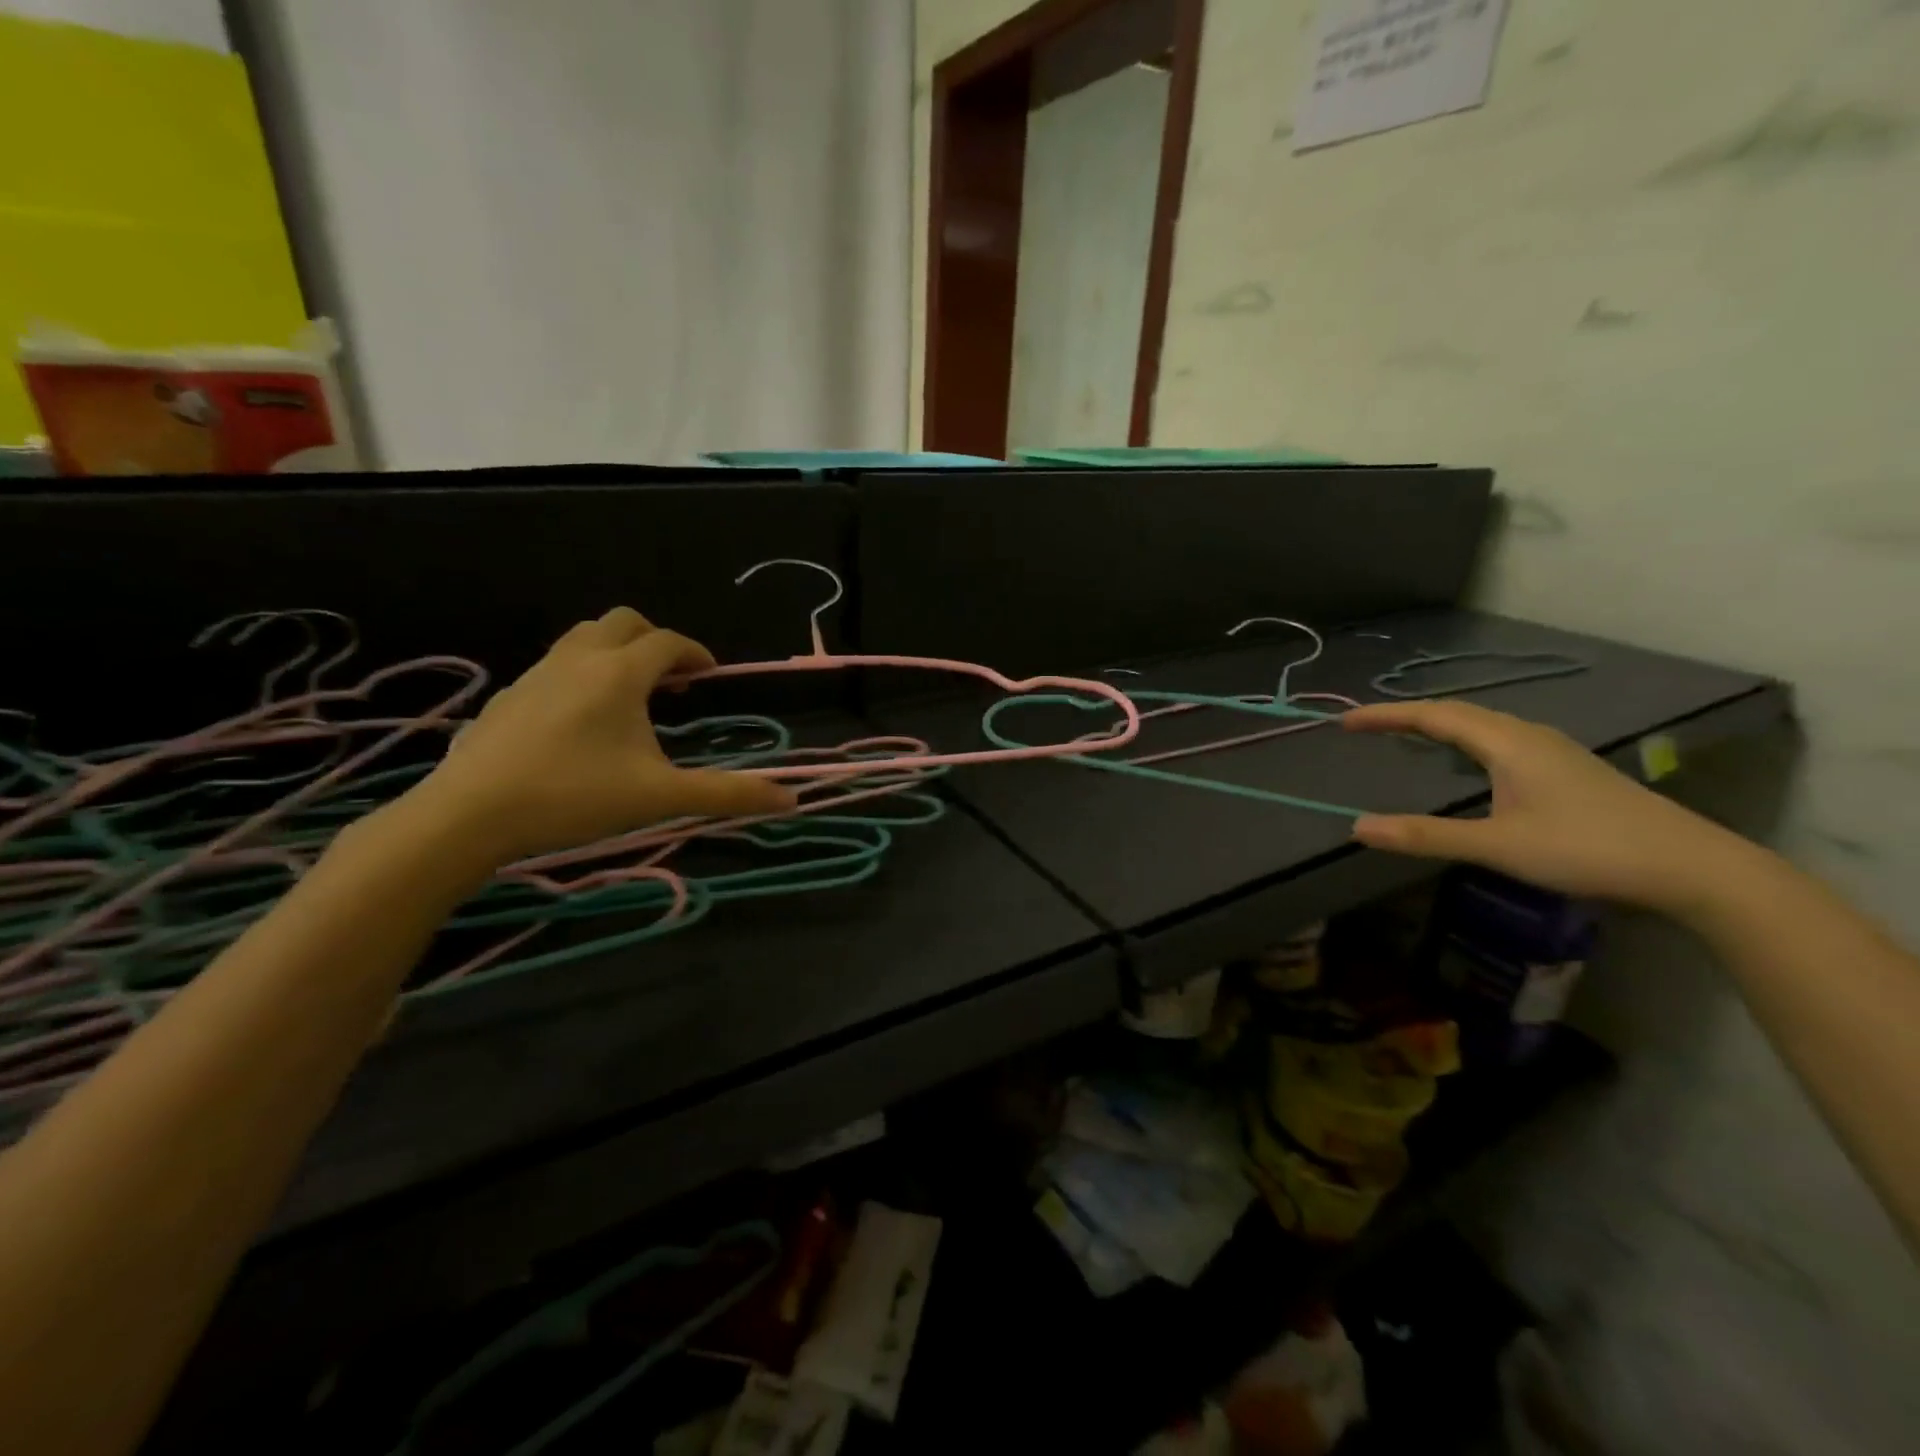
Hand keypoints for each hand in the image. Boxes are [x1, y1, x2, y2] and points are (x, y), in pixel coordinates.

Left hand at [409, 608, 796, 865]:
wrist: (467, 815)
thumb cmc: (574, 797)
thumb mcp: (660, 797)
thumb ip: (726, 795)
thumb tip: (790, 801)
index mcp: (620, 673)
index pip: (668, 642)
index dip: (696, 654)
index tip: (710, 676)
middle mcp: (579, 659)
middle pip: (624, 623)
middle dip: (655, 641)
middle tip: (671, 681)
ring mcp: (537, 673)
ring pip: (585, 638)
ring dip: (617, 653)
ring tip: (631, 697)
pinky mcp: (509, 696)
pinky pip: (557, 664)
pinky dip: (583, 673)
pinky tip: (583, 721)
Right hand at [1342, 700, 1749, 914]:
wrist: (1691, 867)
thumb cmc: (1587, 849)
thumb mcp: (1497, 846)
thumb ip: (1426, 836)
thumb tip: (1358, 827)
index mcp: (1507, 743)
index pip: (1433, 716)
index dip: (1386, 716)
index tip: (1345, 721)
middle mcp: (1528, 736)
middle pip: (1457, 712)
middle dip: (1407, 716)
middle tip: (1367, 727)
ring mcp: (1553, 750)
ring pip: (1483, 724)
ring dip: (1439, 724)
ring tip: (1406, 737)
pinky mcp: (1567, 768)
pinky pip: (1500, 738)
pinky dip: (1465, 739)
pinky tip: (1468, 761)